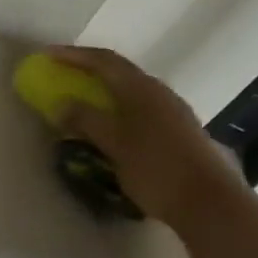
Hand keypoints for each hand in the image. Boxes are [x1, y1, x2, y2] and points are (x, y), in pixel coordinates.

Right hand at [42, 46, 242, 228]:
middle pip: (119, 72)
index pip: (103, 61)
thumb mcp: (114, 144)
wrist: (209, 202)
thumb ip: (86, 120)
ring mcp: (173, 111)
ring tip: (84, 101)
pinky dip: (118, 109)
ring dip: (105, 91)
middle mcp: (159, 92)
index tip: (48, 55)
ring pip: (131, 91)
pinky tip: (111, 126)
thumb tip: (62, 103)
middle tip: (64, 75)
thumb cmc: (156, 168)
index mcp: (141, 88)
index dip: (74, 56)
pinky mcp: (179, 131)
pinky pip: (140, 109)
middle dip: (89, 71)